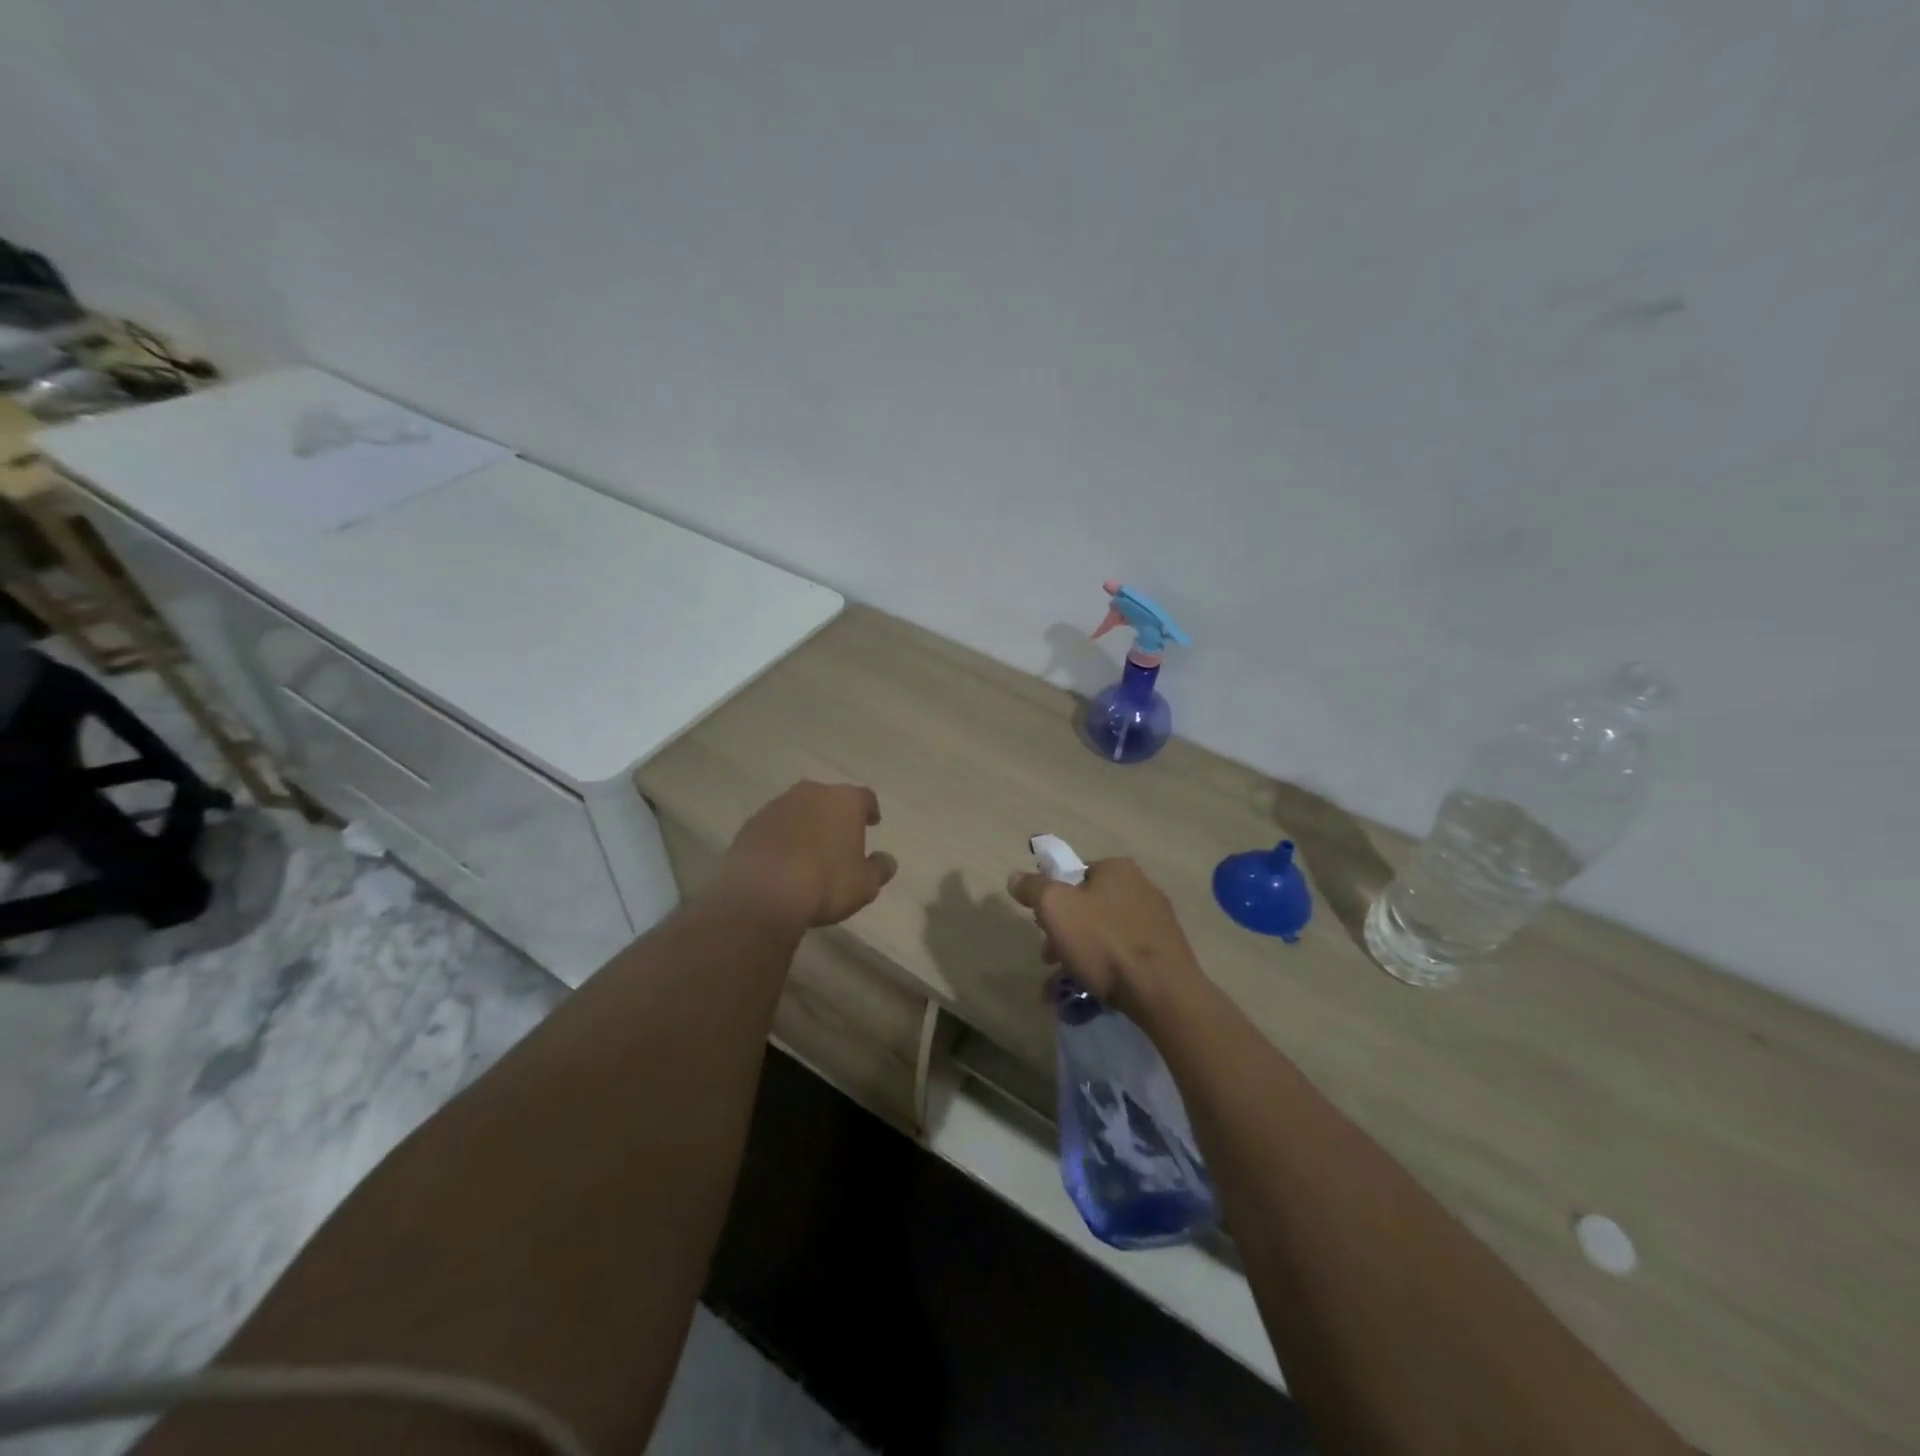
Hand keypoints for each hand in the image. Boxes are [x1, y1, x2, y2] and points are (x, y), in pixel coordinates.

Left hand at [717, 781, 897, 927]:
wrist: (763, 893)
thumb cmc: (826, 884)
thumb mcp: (865, 884)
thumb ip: (879, 868)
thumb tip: (887, 860)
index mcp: (845, 801)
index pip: (865, 797)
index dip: (870, 810)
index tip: (872, 822)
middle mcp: (811, 793)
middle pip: (829, 799)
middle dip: (834, 815)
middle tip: (839, 838)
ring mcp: (777, 806)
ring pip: (798, 810)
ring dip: (805, 825)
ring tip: (808, 851)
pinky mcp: (750, 824)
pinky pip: (774, 827)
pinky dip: (781, 838)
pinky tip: (782, 860)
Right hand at [1006, 857, 1200, 1015]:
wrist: (1162, 992)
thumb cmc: (1104, 942)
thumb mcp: (1055, 908)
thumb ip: (1033, 888)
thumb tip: (1016, 877)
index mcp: (1117, 869)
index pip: (1074, 875)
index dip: (1051, 899)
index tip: (1041, 925)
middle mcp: (1141, 887)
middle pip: (1088, 906)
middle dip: (1063, 932)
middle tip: (1049, 958)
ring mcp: (1157, 921)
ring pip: (1104, 934)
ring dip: (1079, 954)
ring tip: (1063, 985)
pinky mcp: (1166, 953)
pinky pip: (1123, 956)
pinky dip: (1104, 970)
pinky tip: (1090, 992)